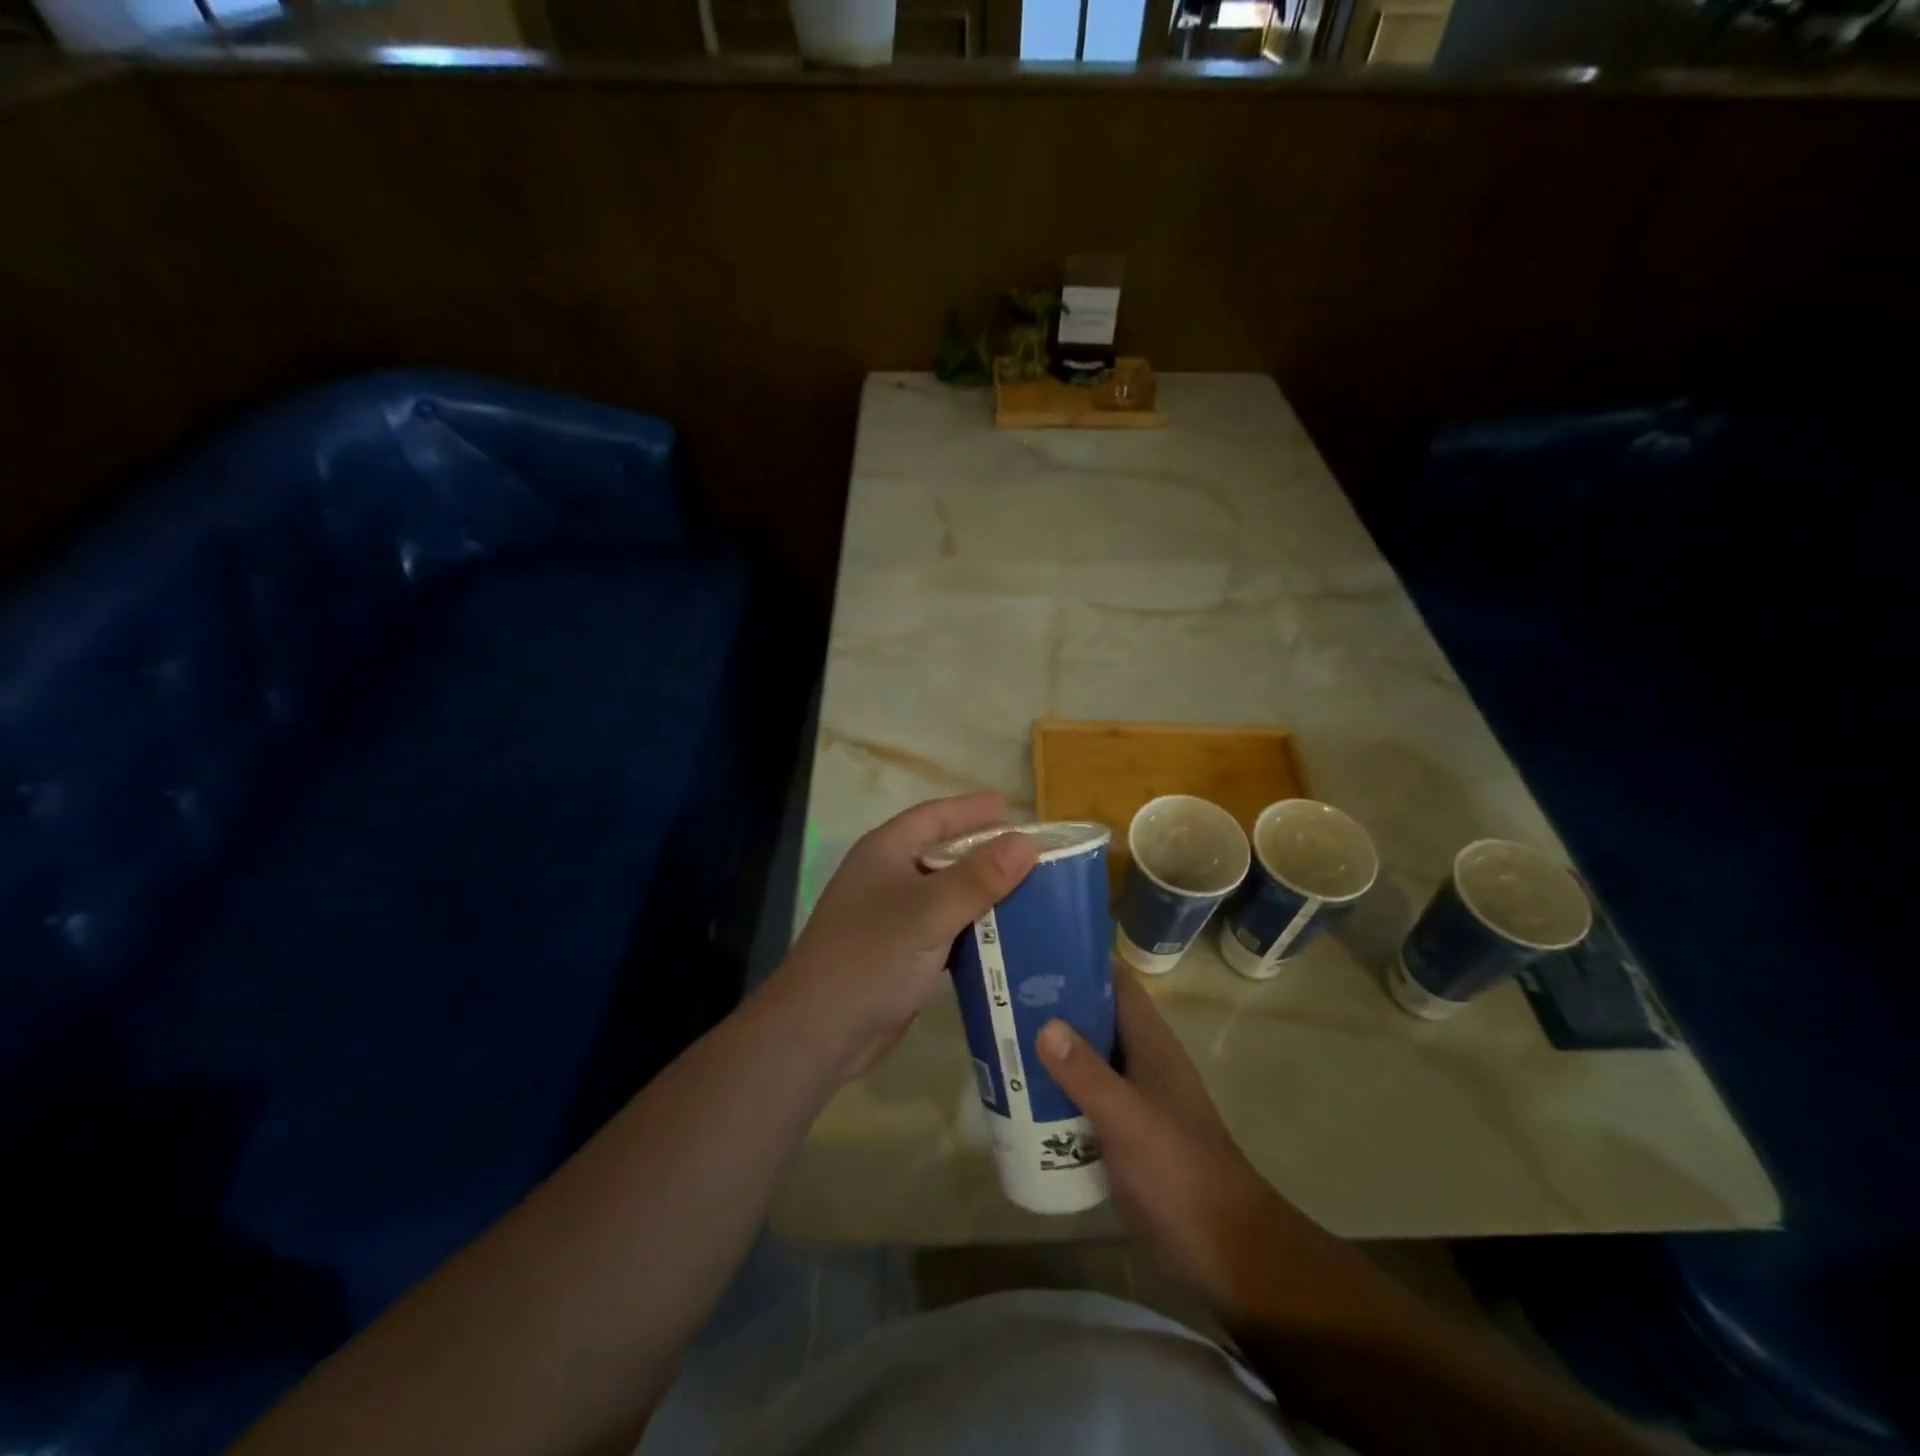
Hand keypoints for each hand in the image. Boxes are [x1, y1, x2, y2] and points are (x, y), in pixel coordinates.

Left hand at [770, 793, 1038, 1083]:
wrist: (820, 1031)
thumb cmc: (872, 956)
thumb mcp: (929, 912)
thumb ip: (978, 877)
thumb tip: (1027, 842)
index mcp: (887, 851)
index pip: (936, 816)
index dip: (974, 810)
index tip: (1015, 810)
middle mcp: (890, 876)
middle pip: (946, 854)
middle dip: (988, 854)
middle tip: (1036, 858)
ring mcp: (895, 917)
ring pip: (949, 895)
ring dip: (986, 896)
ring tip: (1035, 896)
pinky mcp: (903, 953)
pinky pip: (947, 930)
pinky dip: (975, 931)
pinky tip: (1009, 939)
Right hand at [1035, 969, 1298, 1321]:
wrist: (1221, 1252)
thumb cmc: (1179, 1172)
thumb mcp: (1128, 1119)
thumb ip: (1087, 1074)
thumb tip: (1045, 1022)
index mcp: (1151, 1044)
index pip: (1116, 983)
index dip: (1080, 961)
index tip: (1032, 951)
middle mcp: (1140, 1062)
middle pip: (1093, 1018)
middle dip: (1052, 1006)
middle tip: (1001, 997)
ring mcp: (1132, 1099)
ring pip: (1084, 1060)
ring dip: (1049, 1051)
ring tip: (999, 1039)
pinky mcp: (1121, 1134)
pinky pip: (1081, 1099)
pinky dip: (1054, 1093)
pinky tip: (1019, 1096)